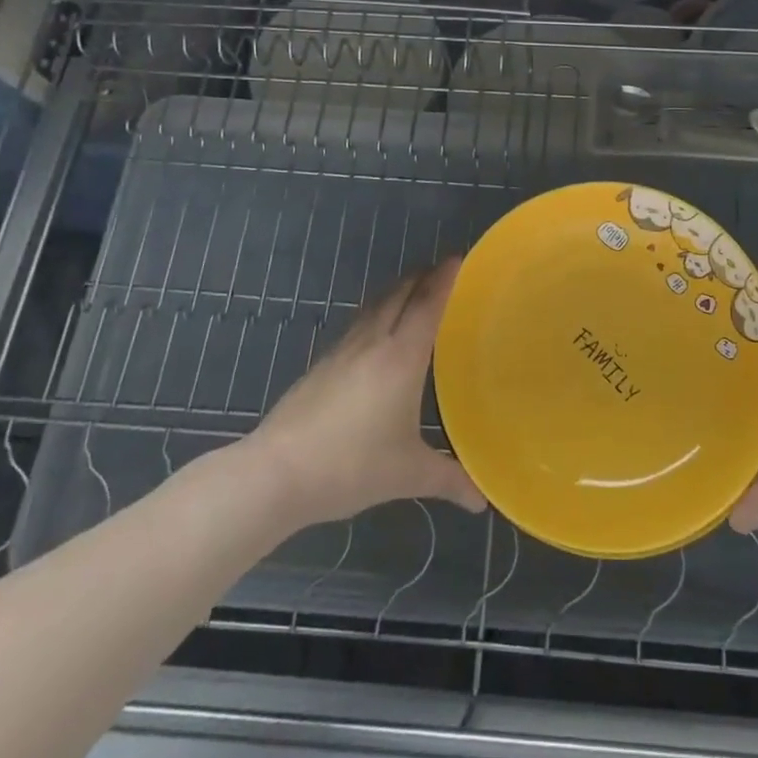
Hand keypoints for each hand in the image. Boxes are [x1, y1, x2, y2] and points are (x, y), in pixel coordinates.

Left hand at [246, 260, 486, 531]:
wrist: (276, 472)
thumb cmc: (351, 466)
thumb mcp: (407, 474)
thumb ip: (448, 479)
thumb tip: (481, 498)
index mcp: (400, 357)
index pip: (427, 304)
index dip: (445, 278)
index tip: (459, 258)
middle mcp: (372, 342)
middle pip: (399, 294)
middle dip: (422, 278)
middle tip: (443, 272)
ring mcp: (342, 350)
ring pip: (374, 305)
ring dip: (396, 291)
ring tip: (412, 293)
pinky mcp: (321, 364)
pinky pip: (357, 323)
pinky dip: (375, 313)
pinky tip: (374, 334)